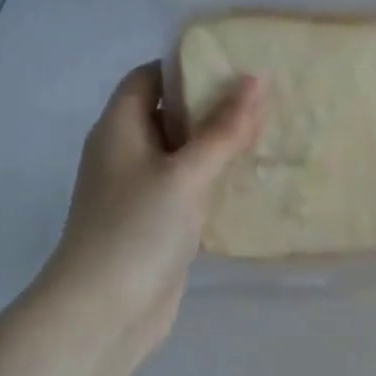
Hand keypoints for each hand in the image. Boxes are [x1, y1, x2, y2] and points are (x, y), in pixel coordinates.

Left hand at [40, 61, 265, 361]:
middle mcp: (126, 155)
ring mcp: (141, 194)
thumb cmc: (137, 230)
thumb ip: (221, 130)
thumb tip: (255, 81)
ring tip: (270, 137)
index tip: (235, 65)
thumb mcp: (184, 173)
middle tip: (266, 102)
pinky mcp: (158, 227)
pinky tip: (254, 186)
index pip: (149, 79)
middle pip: (170, 117)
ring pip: (184, 158)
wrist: (105, 311)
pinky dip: (217, 186)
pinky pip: (191, 193)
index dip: (187, 67)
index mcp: (119, 129)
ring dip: (219, 150)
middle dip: (213, 108)